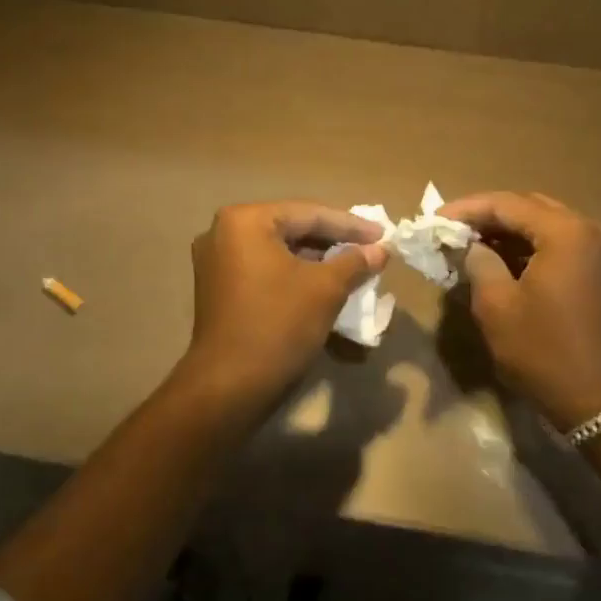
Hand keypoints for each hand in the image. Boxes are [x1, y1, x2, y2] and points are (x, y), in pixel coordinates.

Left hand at [180, 200, 387, 413]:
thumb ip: (355, 261)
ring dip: (316, 259)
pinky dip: (295, 274)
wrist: (230, 387)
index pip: (309, 214)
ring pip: (279, 251)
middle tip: (370, 248)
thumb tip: (381, 250)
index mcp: (245, 221)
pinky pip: (265, 269)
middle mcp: (224, 232)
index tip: (383, 234)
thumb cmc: (279, 325)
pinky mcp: (219, 288)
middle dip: (333, 241)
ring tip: (353, 266)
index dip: (351, 225)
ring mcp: (217, 261)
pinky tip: (323, 283)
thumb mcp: (326, 289)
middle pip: (292, 229)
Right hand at [437, 191, 600, 427]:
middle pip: (530, 208)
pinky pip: (561, 244)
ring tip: (471, 244)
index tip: (435, 218)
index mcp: (566, 233)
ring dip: (510, 231)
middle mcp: (591, 230)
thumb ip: (479, 262)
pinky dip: (531, 247)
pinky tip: (502, 259)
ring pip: (546, 225)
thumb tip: (472, 245)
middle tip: (452, 230)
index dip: (468, 208)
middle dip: (489, 216)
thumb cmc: (544, 352)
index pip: (508, 204)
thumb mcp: (497, 306)